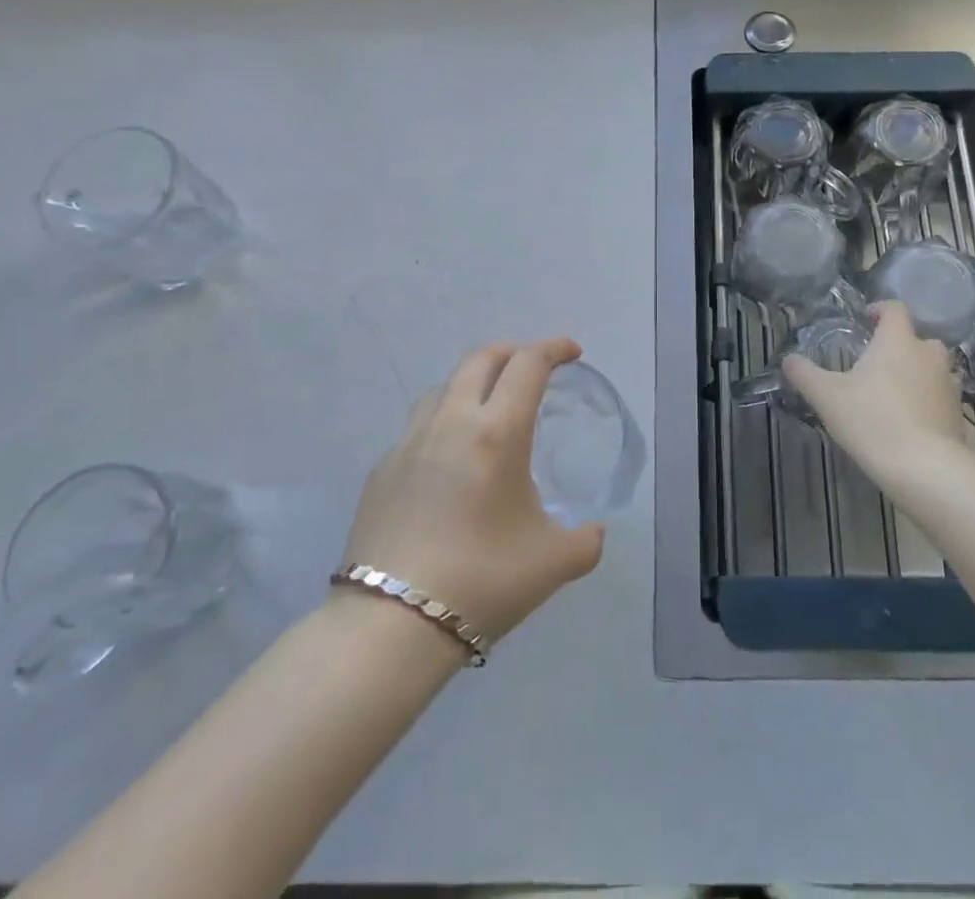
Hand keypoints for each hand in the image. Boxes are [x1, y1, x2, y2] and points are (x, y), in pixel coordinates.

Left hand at [343, 339, 604, 643]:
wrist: (391, 626)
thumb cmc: (483, 582)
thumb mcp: (554, 563)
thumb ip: (586, 540)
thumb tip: (592, 531)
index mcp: (498, 432)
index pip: (528, 364)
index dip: (554, 348)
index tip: (572, 352)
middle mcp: (452, 422)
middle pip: (481, 358)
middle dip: (512, 352)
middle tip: (532, 369)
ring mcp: (409, 442)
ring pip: (444, 385)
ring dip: (473, 381)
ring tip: (489, 406)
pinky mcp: (381, 469)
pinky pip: (418, 425)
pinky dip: (444, 420)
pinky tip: (449, 458)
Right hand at [783, 302, 974, 487]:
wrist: (926, 469)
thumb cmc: (872, 420)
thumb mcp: (826, 396)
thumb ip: (804, 374)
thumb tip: (788, 359)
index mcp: (898, 341)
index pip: (895, 309)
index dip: (879, 310)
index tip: (865, 320)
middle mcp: (928, 354)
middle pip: (918, 338)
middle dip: (900, 346)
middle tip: (876, 363)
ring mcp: (949, 385)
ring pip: (933, 368)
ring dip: (918, 373)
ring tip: (894, 393)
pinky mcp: (959, 414)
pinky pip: (942, 398)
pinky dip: (929, 402)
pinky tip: (912, 422)